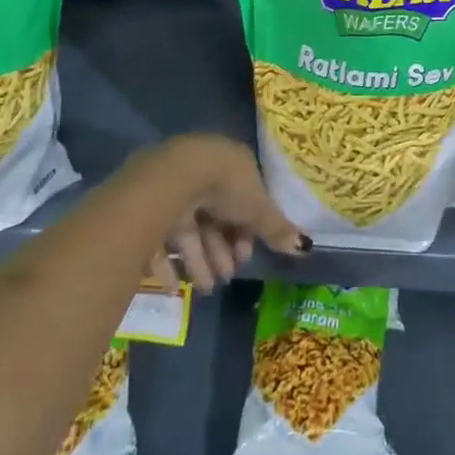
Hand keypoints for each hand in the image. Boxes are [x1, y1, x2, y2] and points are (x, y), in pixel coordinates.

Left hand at [139, 135, 308, 292]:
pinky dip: (169, 263)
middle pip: (216, 217)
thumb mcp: (258, 209)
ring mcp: (175, 188)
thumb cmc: (225, 187)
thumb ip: (277, 229)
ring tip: (207, 288)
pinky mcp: (149, 205)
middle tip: (227, 276)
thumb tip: (305, 246)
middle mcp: (204, 173)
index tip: (246, 257)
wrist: (173, 179)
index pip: (244, 200)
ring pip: (190, 229)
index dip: (247, 231)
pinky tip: (175, 286)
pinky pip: (161, 238)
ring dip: (200, 261)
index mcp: (232, 165)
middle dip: (223, 250)